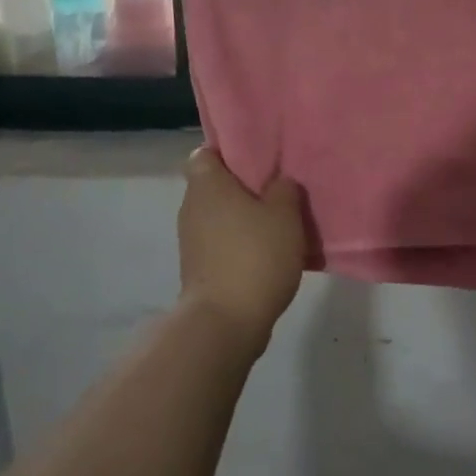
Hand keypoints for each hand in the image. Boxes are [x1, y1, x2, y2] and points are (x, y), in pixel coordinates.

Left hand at [176, 148, 306, 357]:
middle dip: (241, 187)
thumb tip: (279, 182)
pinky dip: (238, 244)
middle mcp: (191, 206)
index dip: (228, 152)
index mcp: (206, 183)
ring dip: (242, 218)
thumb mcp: (284, 215)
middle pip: (214, 185)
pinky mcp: (197, 269)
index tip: (256, 159)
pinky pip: (220, 243)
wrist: (225, 323)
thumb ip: (284, 189)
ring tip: (276, 222)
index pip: (206, 152)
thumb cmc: (254, 256)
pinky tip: (266, 253)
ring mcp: (190, 240)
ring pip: (218, 216)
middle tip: (275, 189)